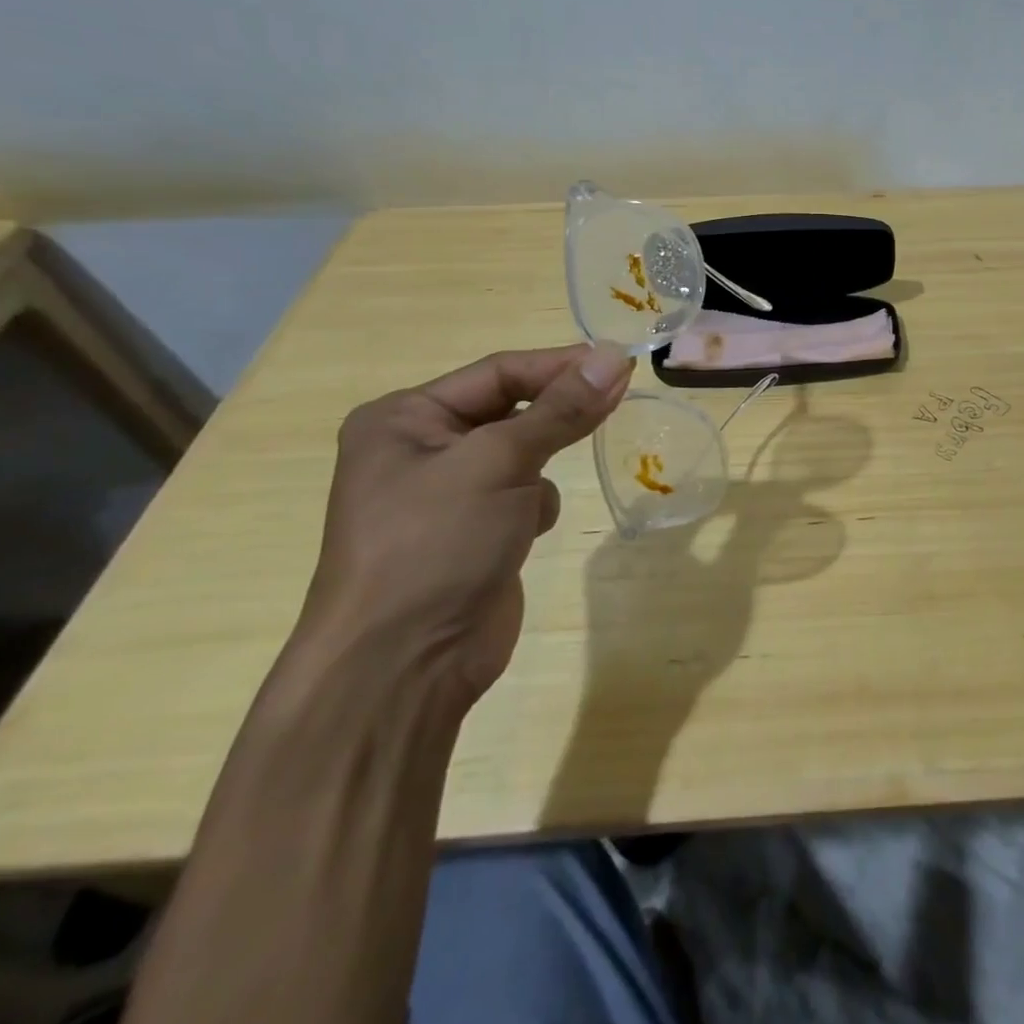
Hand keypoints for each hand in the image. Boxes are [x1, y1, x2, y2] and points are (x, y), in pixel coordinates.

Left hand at [302, 343, 634, 703]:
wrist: (403, 666)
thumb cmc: (435, 545)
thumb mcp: (499, 463)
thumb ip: (561, 410)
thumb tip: (615, 356)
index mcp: (405, 419)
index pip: (498, 373)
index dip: (560, 365)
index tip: (620, 361)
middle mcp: (421, 448)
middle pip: (510, 408)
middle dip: (557, 411)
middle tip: (619, 397)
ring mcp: (448, 494)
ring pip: (522, 450)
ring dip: (542, 462)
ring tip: (545, 483)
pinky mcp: (475, 531)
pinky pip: (523, 492)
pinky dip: (535, 503)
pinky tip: (527, 530)